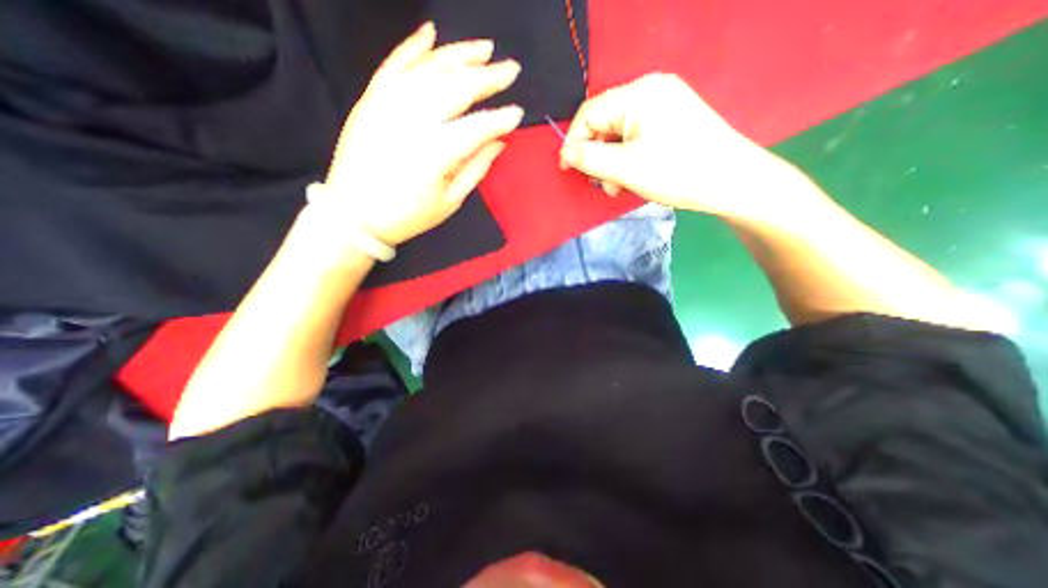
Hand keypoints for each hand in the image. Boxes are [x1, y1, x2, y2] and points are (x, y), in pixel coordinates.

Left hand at [320, 20, 523, 246]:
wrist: (354, 215)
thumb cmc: (408, 215)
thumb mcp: (450, 201)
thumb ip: (476, 168)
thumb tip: (499, 142)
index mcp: (437, 152)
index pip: (478, 127)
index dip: (501, 118)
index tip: (518, 113)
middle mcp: (414, 120)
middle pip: (458, 88)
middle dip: (488, 77)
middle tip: (511, 70)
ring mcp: (389, 104)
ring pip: (430, 69)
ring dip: (460, 55)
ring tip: (485, 48)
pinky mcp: (371, 100)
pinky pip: (394, 64)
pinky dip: (413, 47)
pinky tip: (431, 33)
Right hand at [556, 71, 794, 222]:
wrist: (730, 181)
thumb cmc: (676, 172)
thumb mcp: (626, 168)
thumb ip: (589, 159)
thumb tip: (565, 153)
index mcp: (639, 94)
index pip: (590, 113)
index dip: (574, 141)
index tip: (566, 169)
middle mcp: (650, 91)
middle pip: (604, 123)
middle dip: (597, 156)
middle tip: (602, 184)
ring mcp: (662, 104)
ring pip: (619, 133)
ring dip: (611, 162)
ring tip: (618, 186)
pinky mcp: (670, 120)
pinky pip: (635, 137)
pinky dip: (627, 158)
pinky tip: (631, 177)